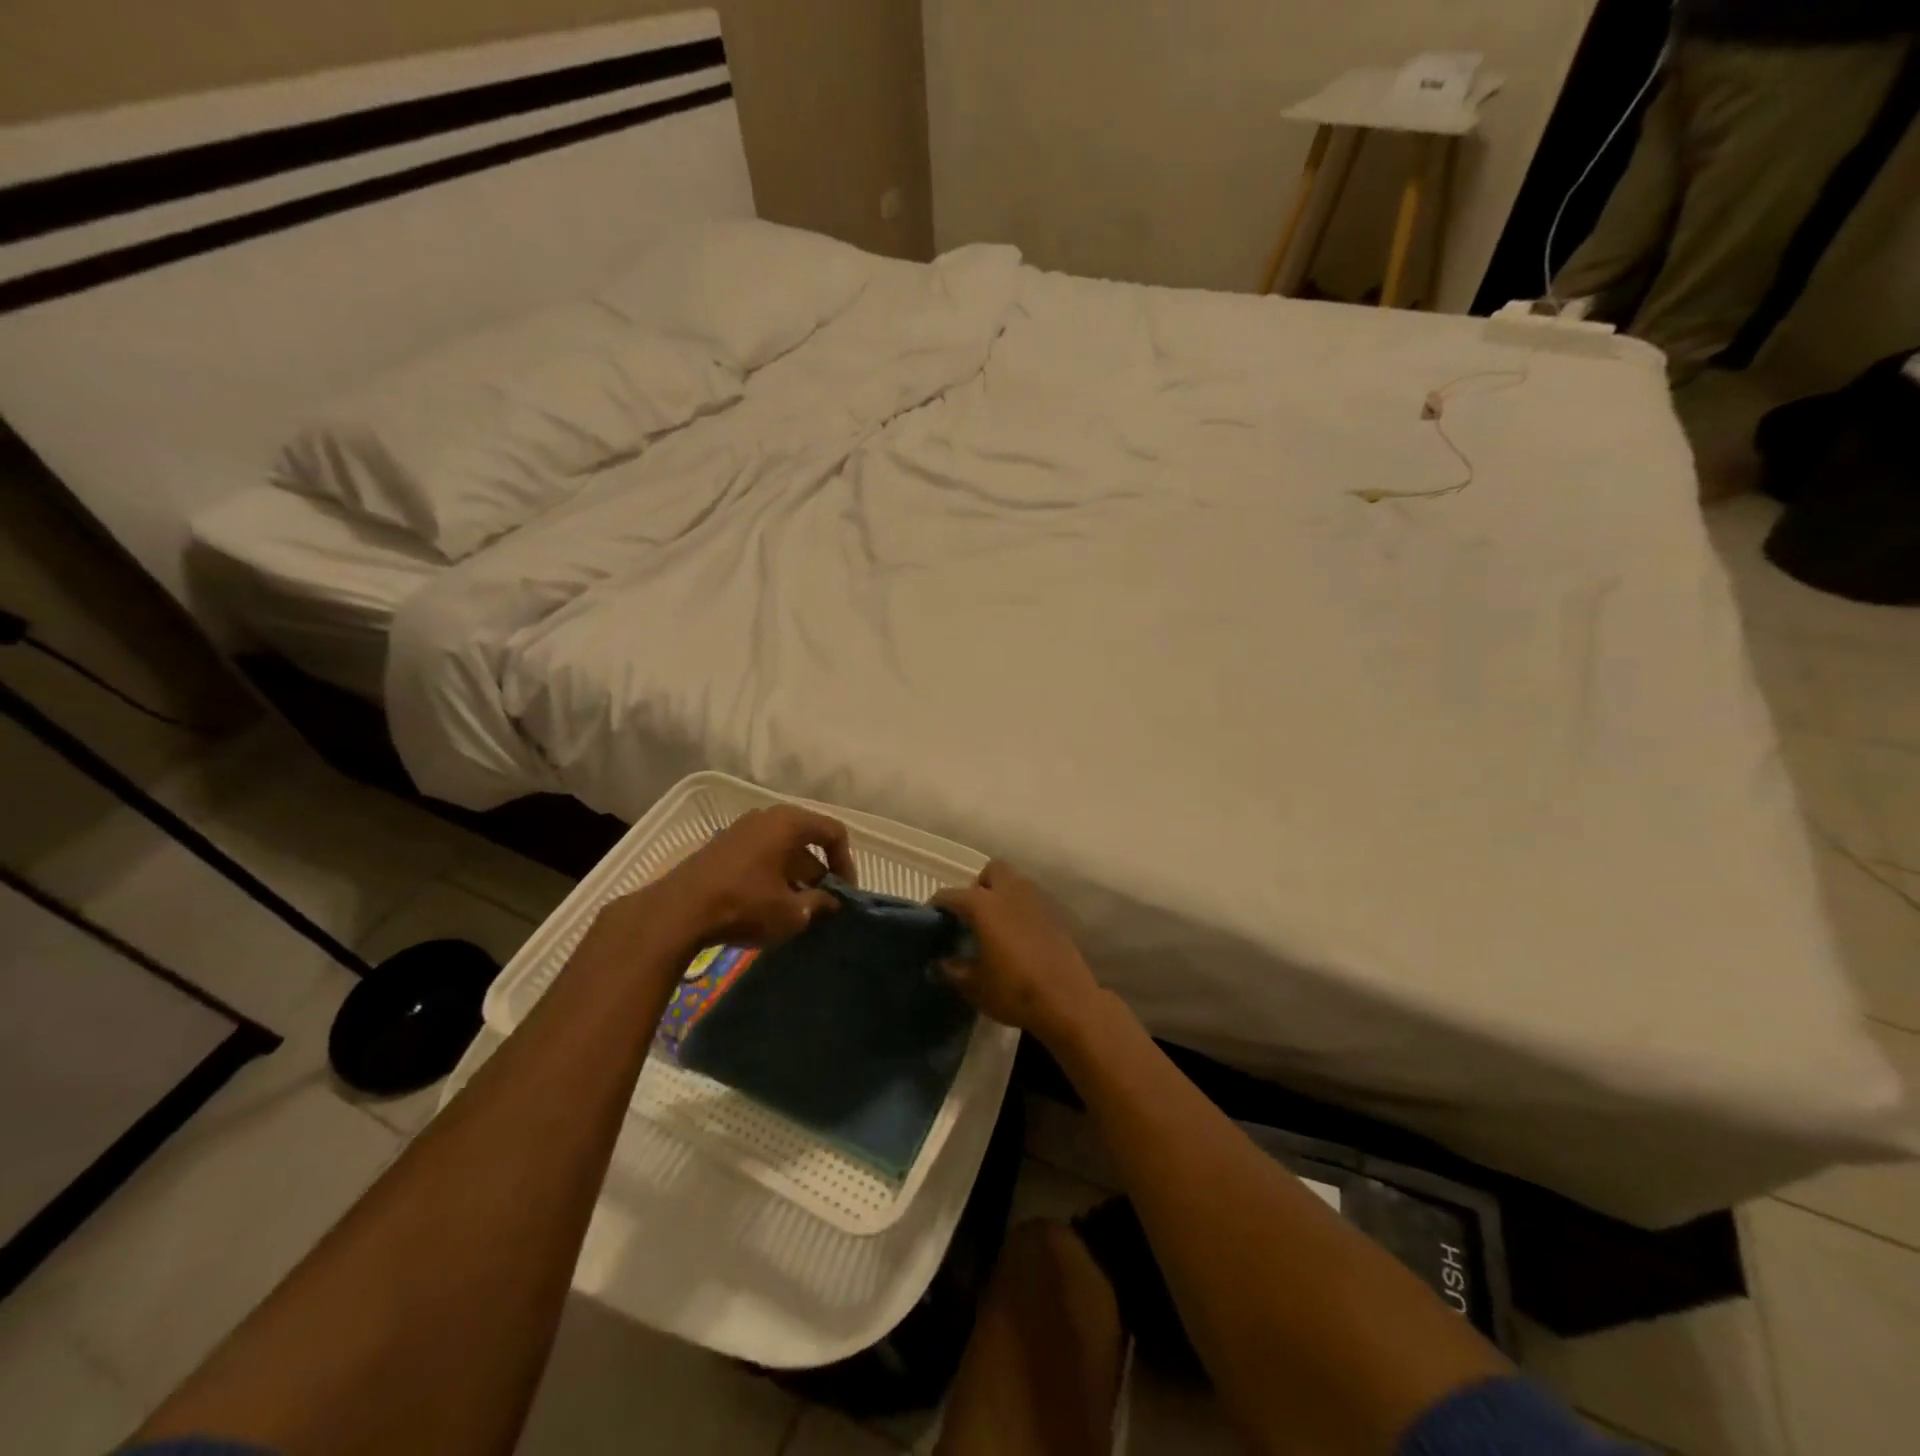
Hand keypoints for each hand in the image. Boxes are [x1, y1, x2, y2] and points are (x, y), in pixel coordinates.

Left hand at [635, 805, 855, 950]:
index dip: (846, 863)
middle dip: (819, 873)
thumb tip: (831, 902)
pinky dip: (772, 876)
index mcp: (790, 823)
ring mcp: (740, 830)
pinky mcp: (721, 847)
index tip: (844, 893)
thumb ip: (819, 903)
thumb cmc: (745, 904)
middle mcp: (766, 817)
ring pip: (781, 849)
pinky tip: (769, 906)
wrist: (678, 912)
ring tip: (797, 909)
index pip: (833, 832)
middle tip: (823, 904)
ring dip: (795, 877)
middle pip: (806, 840)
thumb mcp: (792, 912)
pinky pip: (759, 855)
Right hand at [933, 862, 1102, 1041]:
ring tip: (995, 923)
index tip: (931, 917)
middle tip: (972, 913)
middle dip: (979, 885)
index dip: (938, 904)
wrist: (1068, 1001)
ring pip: (1015, 882)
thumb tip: (938, 962)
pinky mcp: (1056, 914)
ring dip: (1002, 894)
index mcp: (985, 905)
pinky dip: (1021, 909)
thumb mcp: (974, 986)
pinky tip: (1019, 935)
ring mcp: (1037, 901)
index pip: (952, 895)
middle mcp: (1011, 893)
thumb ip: (952, 969)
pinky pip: (1032, 900)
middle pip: (991, 871)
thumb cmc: (1014, 991)